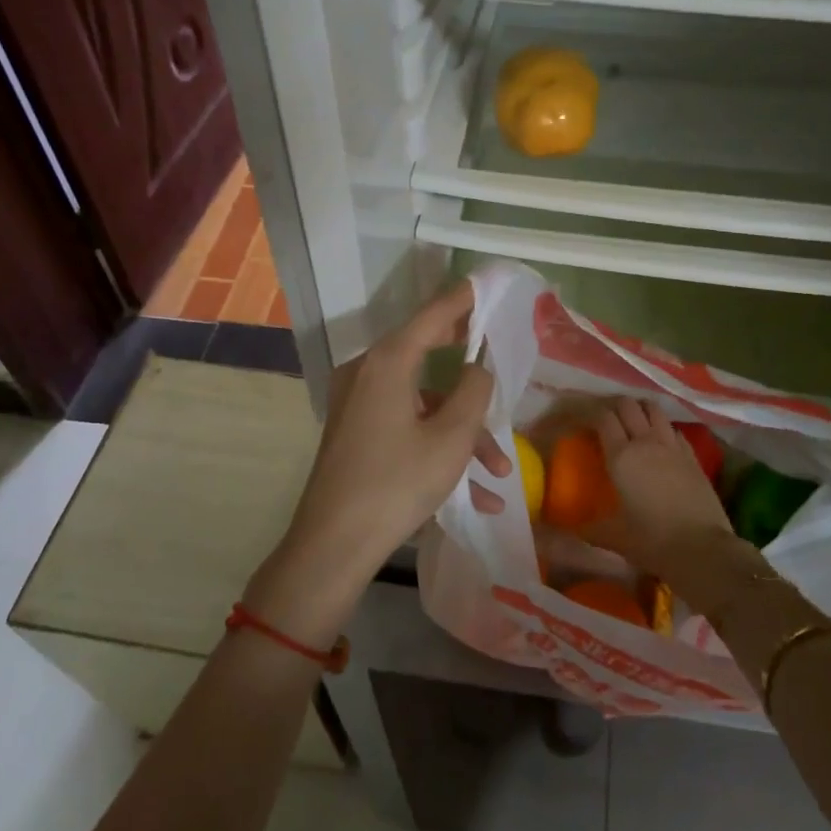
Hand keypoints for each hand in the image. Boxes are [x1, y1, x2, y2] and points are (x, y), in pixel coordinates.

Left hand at [245, 281, 505, 642]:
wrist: (332, 546)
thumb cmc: (397, 483)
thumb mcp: (451, 438)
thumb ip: (474, 392)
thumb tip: (477, 369)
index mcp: (388, 362)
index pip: (433, 314)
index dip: (463, 298)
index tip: (486, 284)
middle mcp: (367, 372)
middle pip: (426, 352)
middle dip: (467, 366)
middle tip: (497, 353)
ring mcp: (357, 403)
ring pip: (422, 402)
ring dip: (462, 431)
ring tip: (499, 472)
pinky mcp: (355, 432)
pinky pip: (404, 426)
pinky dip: (436, 447)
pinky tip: (475, 495)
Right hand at [583, 398, 740, 591]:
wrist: (704, 550)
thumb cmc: (653, 542)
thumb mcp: (615, 538)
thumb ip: (590, 529)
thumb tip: (572, 529)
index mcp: (621, 456)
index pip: (603, 418)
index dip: (590, 413)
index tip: (582, 421)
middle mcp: (645, 442)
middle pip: (628, 405)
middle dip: (614, 406)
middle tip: (607, 420)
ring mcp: (672, 446)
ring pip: (654, 409)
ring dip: (641, 410)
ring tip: (634, 421)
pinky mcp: (693, 456)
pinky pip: (674, 429)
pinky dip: (663, 428)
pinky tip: (661, 441)